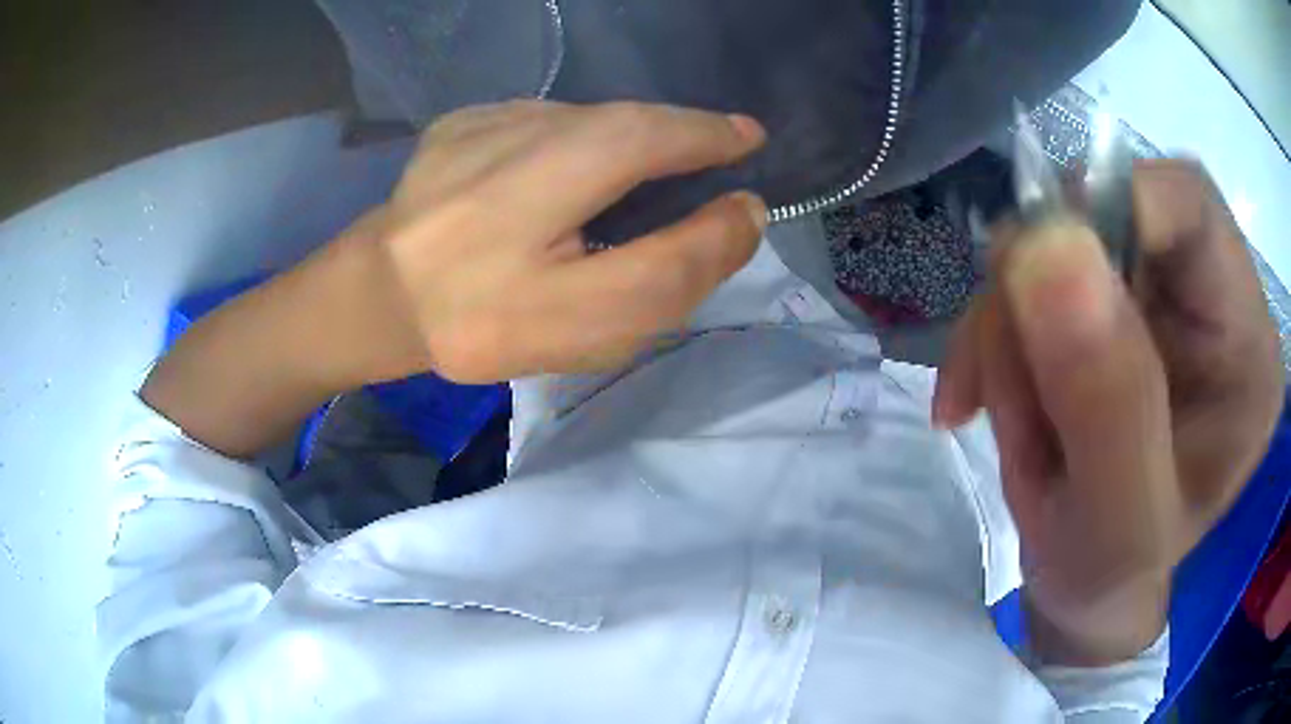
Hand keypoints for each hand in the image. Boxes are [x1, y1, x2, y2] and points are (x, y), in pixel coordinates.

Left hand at [143, 101, 767, 456]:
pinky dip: (581, 132)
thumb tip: (737, 211)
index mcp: (520, 248)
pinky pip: (545, 117)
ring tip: (653, 160)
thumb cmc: (485, 326)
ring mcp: (468, 138)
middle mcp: (491, 178)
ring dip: (633, 133)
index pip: (645, 183)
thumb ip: (670, 277)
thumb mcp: (585, 333)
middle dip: (684, 131)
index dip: (711, 156)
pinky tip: (574, 164)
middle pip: (619, 131)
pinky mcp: (456, 121)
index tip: (750, 147)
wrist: (383, 295)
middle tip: (722, 144)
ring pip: (584, 120)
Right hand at [932, 160, 1283, 663]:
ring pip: (1055, 247)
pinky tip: (982, 401)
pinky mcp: (1113, 304)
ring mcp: (1159, 296)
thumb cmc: (1110, 582)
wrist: (1087, 589)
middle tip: (1009, 398)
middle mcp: (1212, 299)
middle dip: (1037, 302)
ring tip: (1011, 430)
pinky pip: (1031, 279)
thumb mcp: (1113, 528)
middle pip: (1110, 217)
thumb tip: (1047, 245)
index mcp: (1247, 348)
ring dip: (1010, 334)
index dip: (1106, 209)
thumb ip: (1106, 403)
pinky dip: (993, 336)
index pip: (1187, 204)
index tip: (1030, 286)